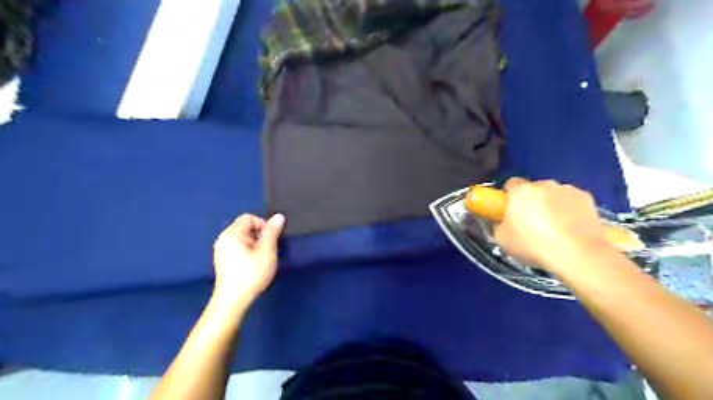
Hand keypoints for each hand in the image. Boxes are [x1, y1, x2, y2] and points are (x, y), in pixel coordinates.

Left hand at [211, 214, 285, 303]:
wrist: (233, 301)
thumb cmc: (251, 274)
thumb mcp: (267, 251)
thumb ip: (272, 232)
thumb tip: (278, 216)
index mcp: (231, 234)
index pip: (249, 217)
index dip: (263, 225)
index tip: (270, 240)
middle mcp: (223, 239)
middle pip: (246, 227)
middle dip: (260, 236)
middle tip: (268, 251)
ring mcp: (221, 251)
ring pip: (243, 239)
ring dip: (255, 245)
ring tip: (261, 259)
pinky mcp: (223, 261)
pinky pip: (238, 248)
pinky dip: (248, 252)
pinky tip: (252, 266)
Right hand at [494, 180, 609, 273]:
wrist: (578, 256)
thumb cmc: (533, 245)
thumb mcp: (502, 239)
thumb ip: (498, 224)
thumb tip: (501, 220)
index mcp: (520, 190)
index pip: (510, 184)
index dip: (508, 197)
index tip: (509, 211)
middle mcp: (544, 184)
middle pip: (532, 188)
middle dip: (530, 201)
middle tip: (530, 222)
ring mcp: (567, 189)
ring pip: (553, 194)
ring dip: (550, 204)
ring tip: (553, 228)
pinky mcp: (587, 198)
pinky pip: (570, 201)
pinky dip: (569, 209)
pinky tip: (569, 227)